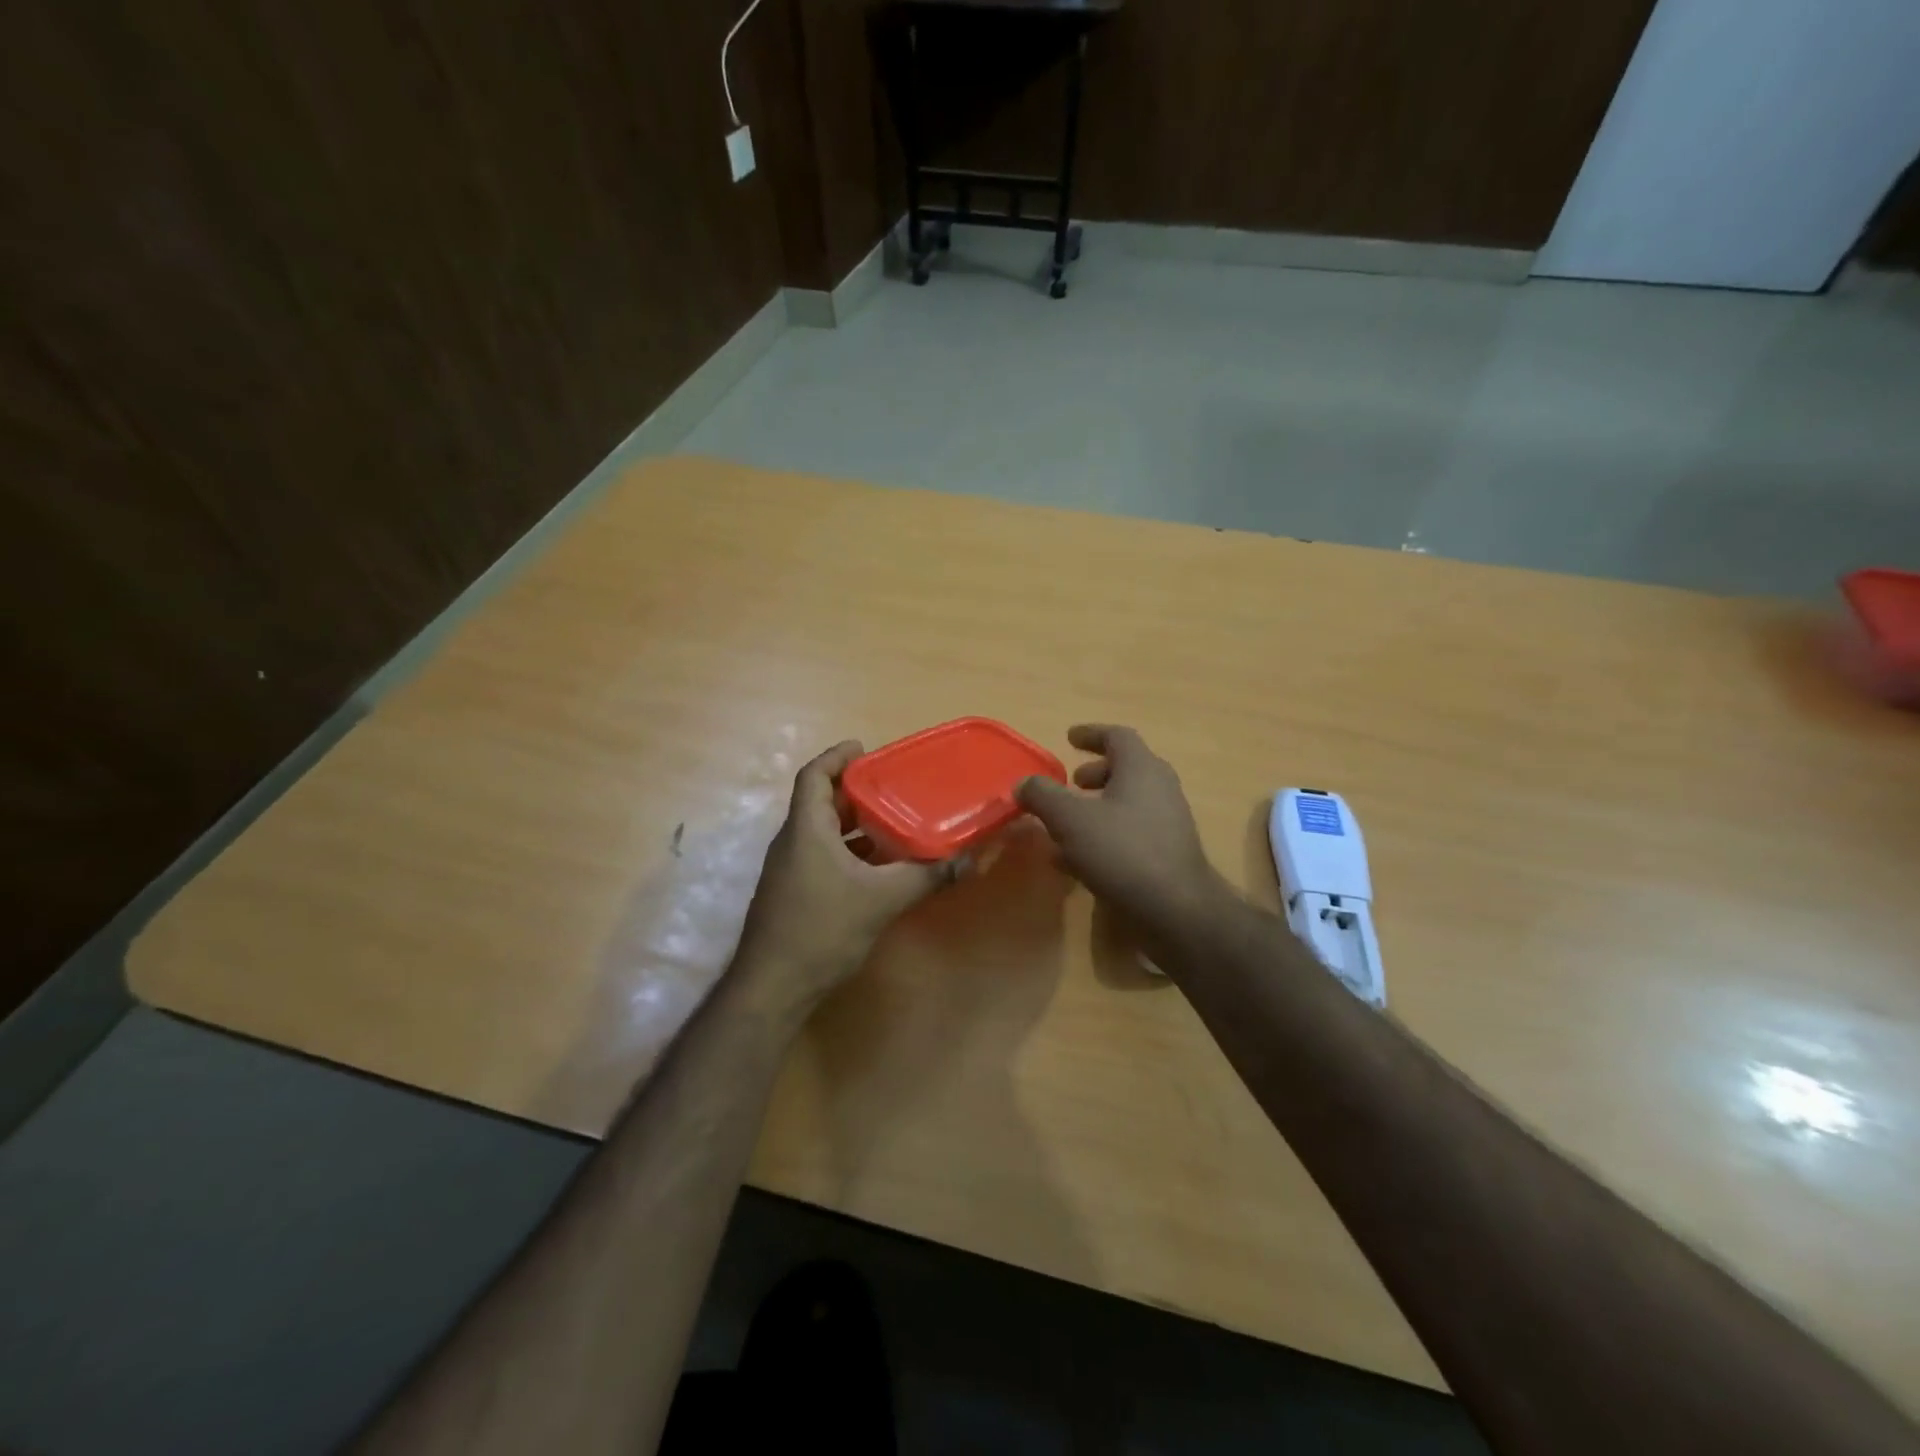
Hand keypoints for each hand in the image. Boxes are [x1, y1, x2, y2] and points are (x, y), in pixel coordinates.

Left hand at [735, 741, 959, 1009]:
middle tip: (893, 786)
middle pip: (821, 802)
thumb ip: (927, 877)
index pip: (814, 776)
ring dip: (854, 825)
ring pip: (823, 833)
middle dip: (855, 792)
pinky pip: (822, 857)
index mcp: (806, 829)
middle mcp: (792, 843)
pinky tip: (878, 869)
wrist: (772, 987)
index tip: (864, 748)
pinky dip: (849, 852)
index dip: (836, 757)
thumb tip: (972, 860)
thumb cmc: (822, 929)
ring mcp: (789, 871)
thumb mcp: (882, 899)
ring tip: (893, 822)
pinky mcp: (793, 895)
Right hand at [1016, 724, 1227, 927]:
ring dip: (1097, 807)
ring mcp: (1168, 822)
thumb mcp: (1070, 820)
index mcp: (1141, 768)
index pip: (1117, 736)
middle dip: (1095, 773)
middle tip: (1071, 783)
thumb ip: (1043, 796)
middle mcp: (1160, 788)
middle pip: (1126, 769)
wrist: (1176, 910)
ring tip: (1066, 824)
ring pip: (1128, 803)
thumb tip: (1023, 783)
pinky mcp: (1168, 854)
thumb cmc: (1121, 852)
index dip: (1090, 734)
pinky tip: (1077, 860)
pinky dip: (1104, 834)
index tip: (1068, 738)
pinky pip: (1131, 833)